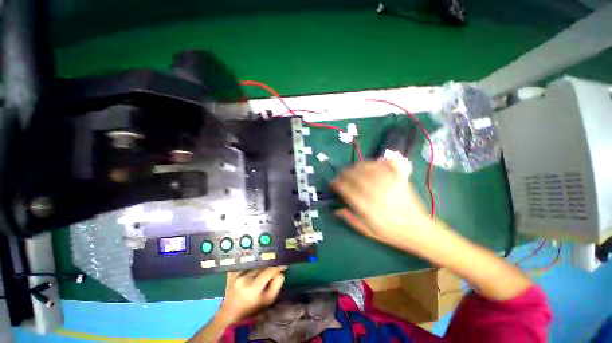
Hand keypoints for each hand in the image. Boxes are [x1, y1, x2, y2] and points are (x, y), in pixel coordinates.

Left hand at [218, 266, 285, 322]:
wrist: (230, 312)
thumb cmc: (251, 309)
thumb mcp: (268, 301)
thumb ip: (276, 285)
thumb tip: (279, 271)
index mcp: (252, 288)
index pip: (269, 271)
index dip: (278, 267)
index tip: (284, 265)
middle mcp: (243, 278)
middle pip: (262, 266)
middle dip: (270, 265)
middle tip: (275, 267)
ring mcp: (236, 274)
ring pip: (255, 263)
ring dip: (262, 264)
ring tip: (266, 267)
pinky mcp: (231, 271)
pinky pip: (247, 263)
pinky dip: (253, 264)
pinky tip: (256, 266)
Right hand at [332, 159, 434, 248]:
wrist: (418, 230)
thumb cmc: (390, 232)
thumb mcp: (367, 231)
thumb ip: (350, 219)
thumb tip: (336, 210)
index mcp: (366, 206)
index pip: (346, 189)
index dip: (337, 184)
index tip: (333, 183)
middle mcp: (376, 192)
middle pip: (356, 175)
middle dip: (344, 173)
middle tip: (340, 175)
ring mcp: (389, 184)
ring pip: (369, 168)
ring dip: (357, 166)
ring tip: (353, 168)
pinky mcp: (399, 179)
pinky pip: (387, 165)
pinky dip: (377, 161)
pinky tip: (372, 163)